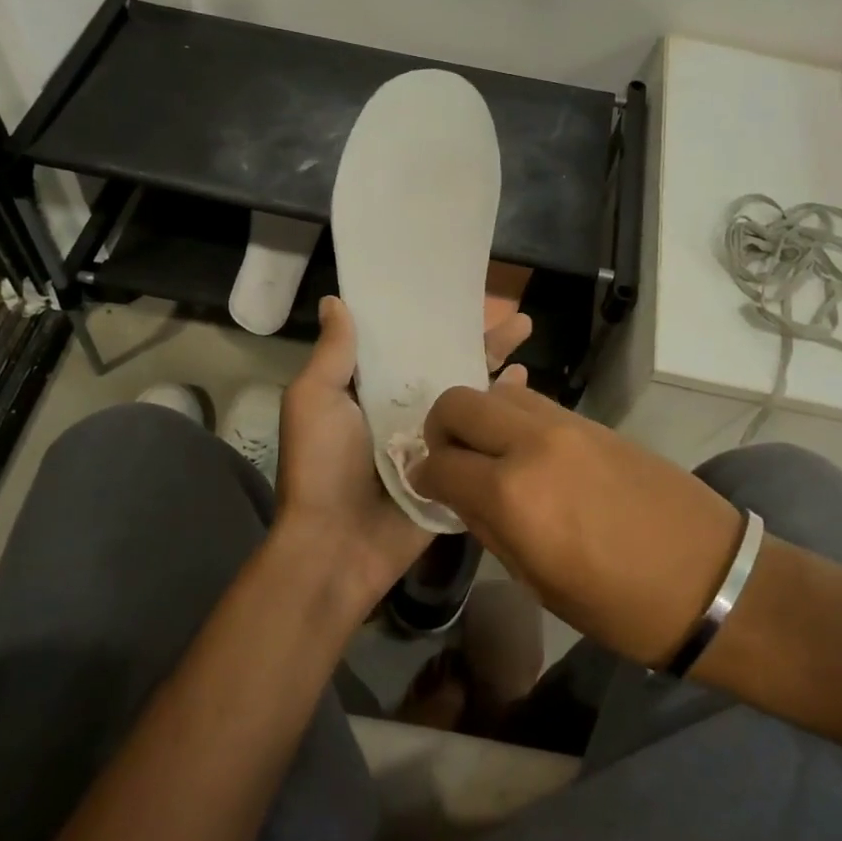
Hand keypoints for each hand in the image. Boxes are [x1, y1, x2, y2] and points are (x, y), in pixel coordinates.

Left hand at [273, 295, 531, 613]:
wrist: (338, 546)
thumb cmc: (322, 466)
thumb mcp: (315, 400)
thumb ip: (333, 354)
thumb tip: (336, 300)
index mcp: (369, 391)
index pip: (408, 345)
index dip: (432, 320)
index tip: (460, 294)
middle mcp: (403, 411)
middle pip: (447, 366)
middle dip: (479, 340)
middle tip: (516, 318)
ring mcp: (433, 442)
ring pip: (470, 397)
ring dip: (496, 368)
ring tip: (526, 339)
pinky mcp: (455, 470)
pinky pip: (481, 436)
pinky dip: (504, 412)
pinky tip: (526, 388)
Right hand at [412, 381, 742, 666]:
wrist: (712, 579)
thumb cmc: (620, 605)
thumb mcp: (538, 582)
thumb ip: (488, 527)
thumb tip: (457, 493)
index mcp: (512, 494)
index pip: (438, 463)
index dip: (422, 476)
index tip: (425, 487)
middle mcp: (532, 443)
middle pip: (459, 403)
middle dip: (441, 429)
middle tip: (450, 462)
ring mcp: (567, 425)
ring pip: (498, 391)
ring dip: (481, 417)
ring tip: (491, 455)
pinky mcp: (594, 421)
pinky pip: (536, 403)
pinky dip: (516, 417)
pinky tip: (528, 451)